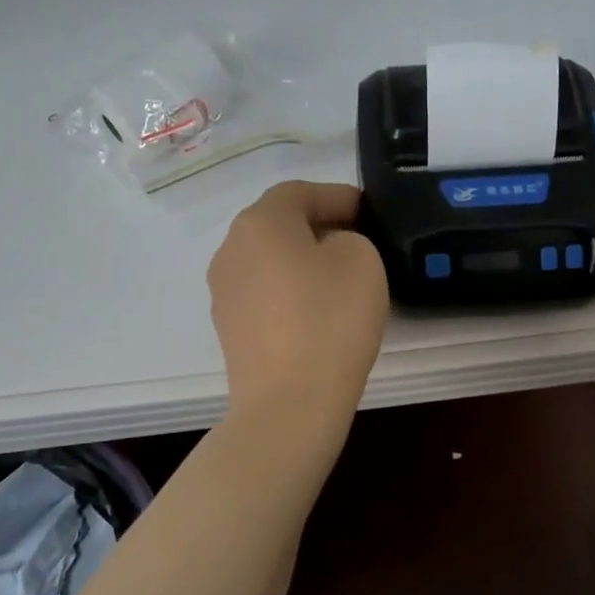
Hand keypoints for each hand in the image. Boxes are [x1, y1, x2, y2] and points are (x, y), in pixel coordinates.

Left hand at [208, 181, 389, 422]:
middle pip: (279, 225)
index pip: (300, 192)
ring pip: (269, 261)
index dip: (339, 196)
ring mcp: (224, 292)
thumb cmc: (329, 320)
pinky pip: (264, 294)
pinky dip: (290, 293)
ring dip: (302, 261)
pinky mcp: (229, 329)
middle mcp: (230, 249)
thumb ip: (348, 237)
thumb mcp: (361, 259)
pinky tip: (317, 313)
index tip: (370, 212)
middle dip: (319, 227)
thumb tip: (327, 251)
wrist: (290, 402)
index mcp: (259, 222)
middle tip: (359, 242)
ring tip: (340, 280)